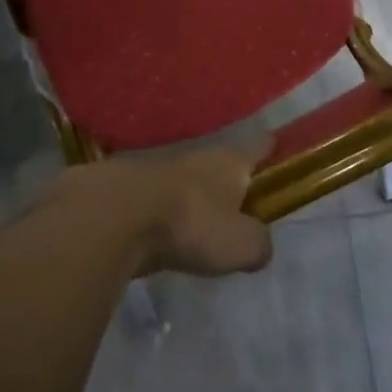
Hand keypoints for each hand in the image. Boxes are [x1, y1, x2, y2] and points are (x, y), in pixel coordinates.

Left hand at [41, 140, 273, 278]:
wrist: (115, 215)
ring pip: (186, 180)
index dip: (269, 149)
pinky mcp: (130, 189)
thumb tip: (260, 245)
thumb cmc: (191, 223)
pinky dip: (163, 214)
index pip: (258, 147)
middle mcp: (197, 158)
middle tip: (239, 203)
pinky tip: (163, 234)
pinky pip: (157, 201)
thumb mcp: (241, 244)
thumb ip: (258, 244)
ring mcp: (159, 169)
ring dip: (193, 197)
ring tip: (200, 223)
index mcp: (229, 162)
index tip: (276, 148)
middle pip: (220, 164)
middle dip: (229, 180)